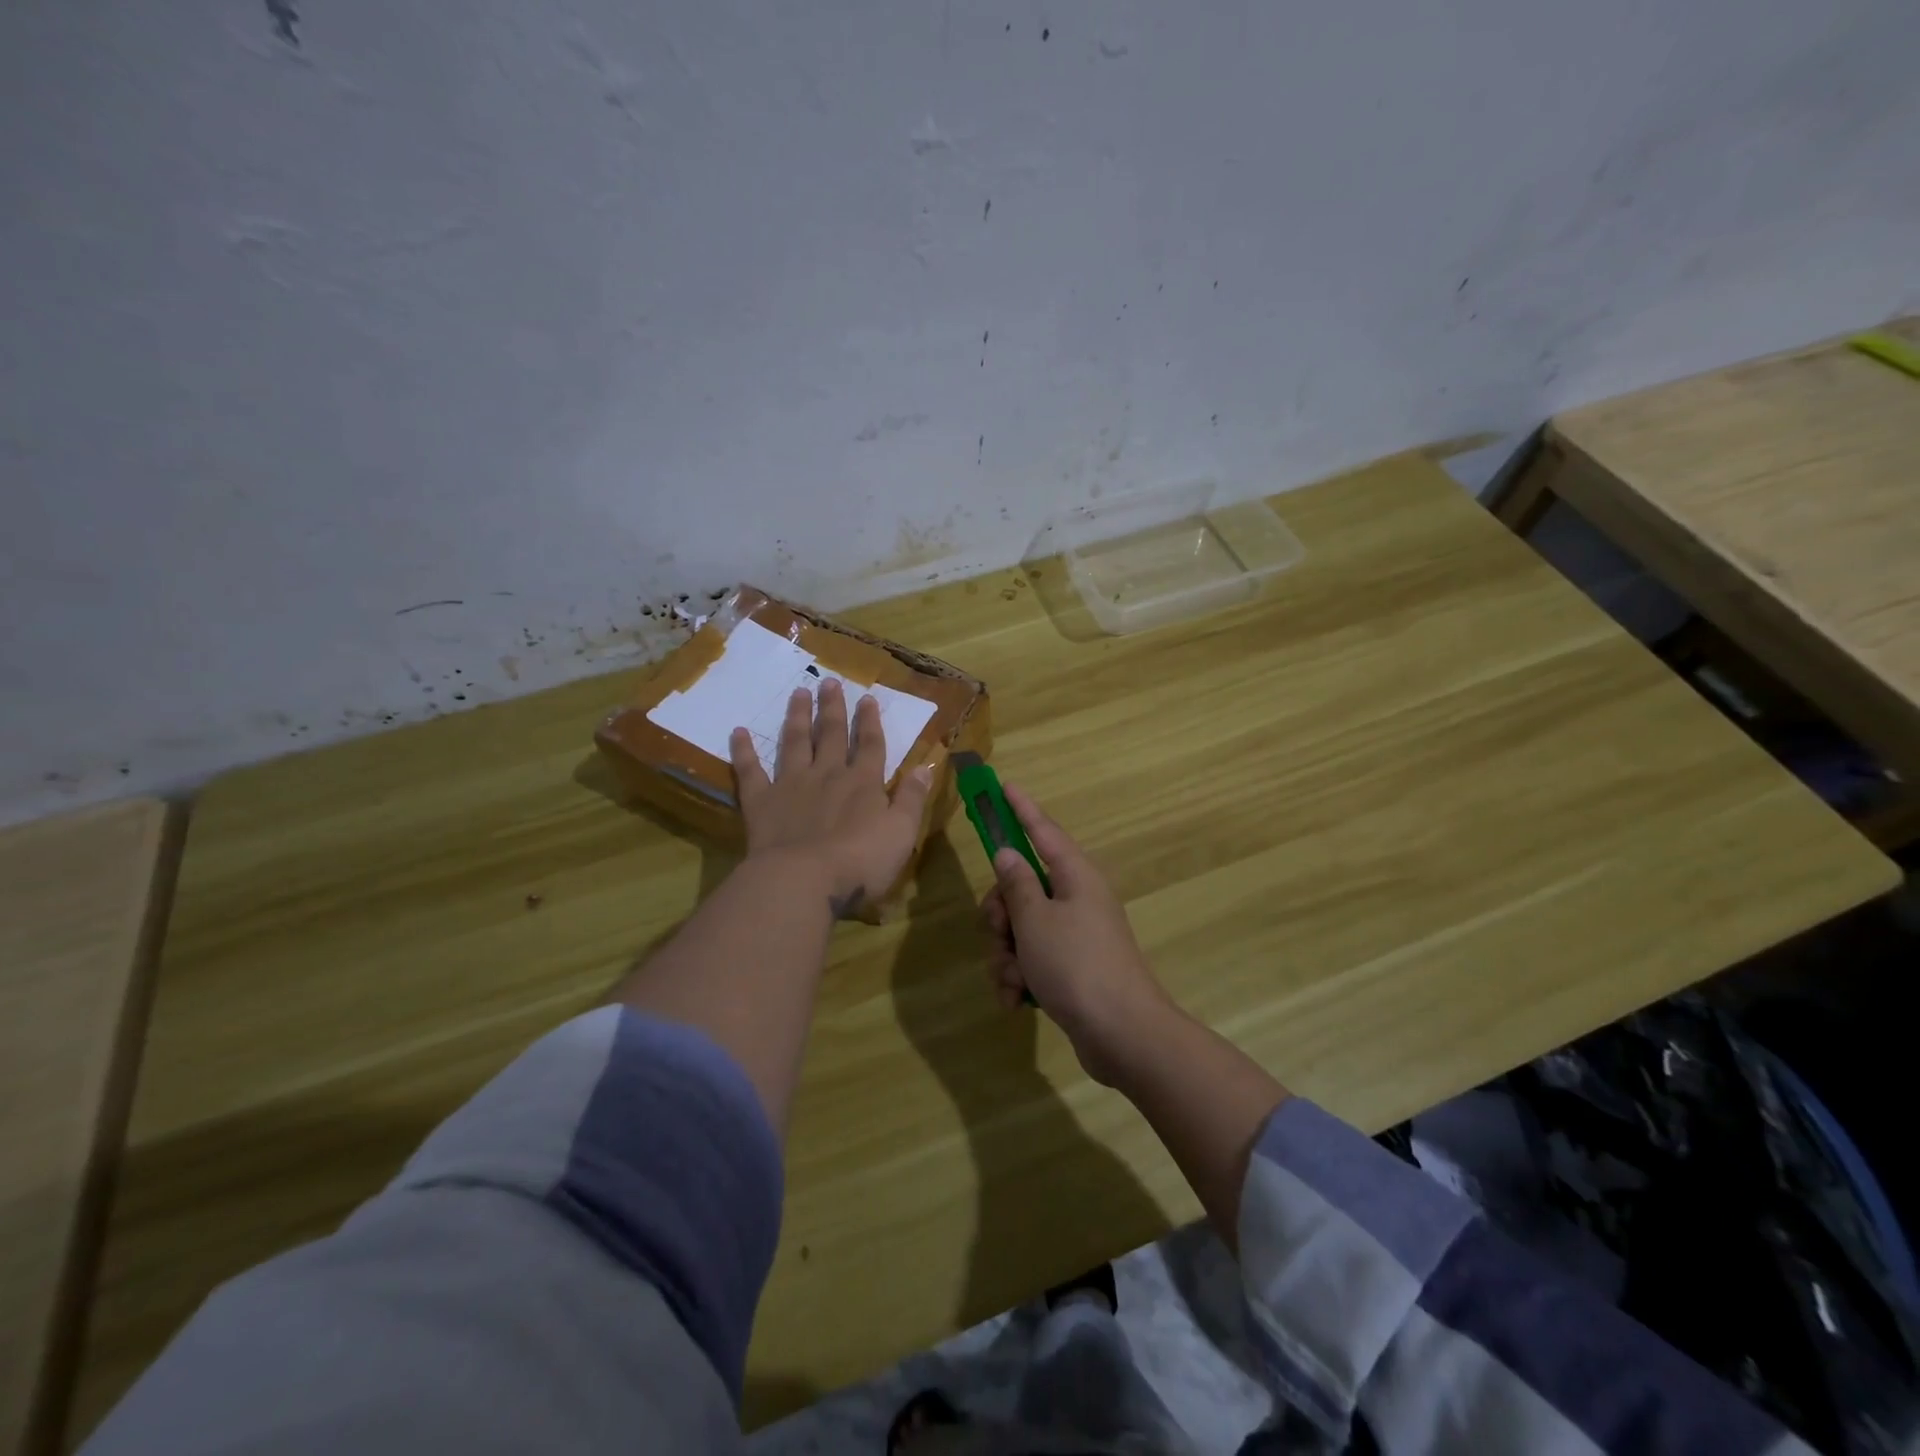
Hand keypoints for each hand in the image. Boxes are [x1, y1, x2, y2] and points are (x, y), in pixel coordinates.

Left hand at [730, 679, 932, 917]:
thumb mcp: (902, 832)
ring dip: (797, 717)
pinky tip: (737, 733)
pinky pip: (750, 771)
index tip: (867, 698)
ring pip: (794, 743)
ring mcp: (791, 785)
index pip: (870, 745)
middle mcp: (827, 775)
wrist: (804, 880)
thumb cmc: (860, 861)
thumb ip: (912, 798)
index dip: (870, 721)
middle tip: (828, 681)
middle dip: (832, 708)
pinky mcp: (761, 802)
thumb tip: (926, 765)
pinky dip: (743, 751)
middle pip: (831, 735)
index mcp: (863, 783)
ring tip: (798, 693)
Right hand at [979, 782, 1180, 1084]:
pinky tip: (1015, 1000)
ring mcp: (1075, 935)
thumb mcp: (1035, 921)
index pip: (1042, 830)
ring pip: (1022, 928)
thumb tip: (1008, 853)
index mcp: (1075, 876)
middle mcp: (1076, 898)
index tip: (1004, 785)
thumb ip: (1016, 884)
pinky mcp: (1071, 968)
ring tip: (1012, 979)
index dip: (1020, 808)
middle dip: (1001, 913)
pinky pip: (1033, 959)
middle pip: (1022, 887)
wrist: (1123, 1035)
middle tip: (999, 932)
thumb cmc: (1076, 966)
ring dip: (1007, 953)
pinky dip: (1019, 977)